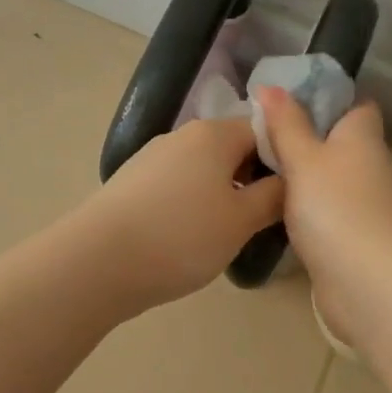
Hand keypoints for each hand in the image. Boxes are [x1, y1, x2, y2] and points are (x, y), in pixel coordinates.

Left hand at [78, 117, 284, 311]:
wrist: (99, 263)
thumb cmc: (183, 236)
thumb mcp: (242, 221)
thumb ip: (274, 196)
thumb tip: (291, 180)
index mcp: (214, 134)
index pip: (264, 130)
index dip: (284, 159)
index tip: (292, 195)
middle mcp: (181, 135)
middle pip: (232, 148)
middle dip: (252, 178)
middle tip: (266, 218)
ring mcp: (152, 158)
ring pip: (203, 169)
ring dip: (222, 193)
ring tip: (229, 232)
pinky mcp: (132, 184)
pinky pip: (177, 186)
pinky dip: (193, 204)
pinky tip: (191, 237)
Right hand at [254, 88, 391, 342]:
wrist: (364, 279)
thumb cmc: (334, 206)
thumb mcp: (303, 158)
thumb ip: (286, 124)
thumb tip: (271, 87)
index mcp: (363, 136)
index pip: (355, 105)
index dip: (326, 100)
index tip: (288, 103)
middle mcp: (371, 164)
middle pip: (340, 142)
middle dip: (307, 139)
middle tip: (262, 138)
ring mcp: (366, 202)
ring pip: (332, 177)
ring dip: (305, 175)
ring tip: (260, 170)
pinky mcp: (356, 234)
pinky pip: (328, 209)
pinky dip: (308, 207)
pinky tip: (277, 209)